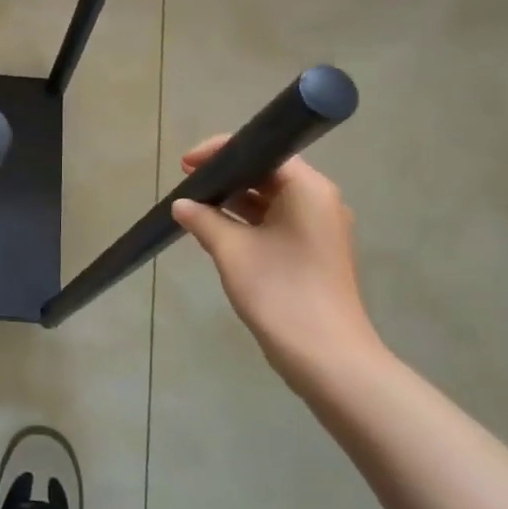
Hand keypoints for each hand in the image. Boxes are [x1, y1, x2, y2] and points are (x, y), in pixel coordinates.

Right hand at [171, 143, 386, 393]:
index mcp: (308, 189)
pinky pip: (276, 222)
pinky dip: (248, 222)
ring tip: (195, 207)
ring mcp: (319, 228)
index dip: (221, 152)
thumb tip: (181, 205)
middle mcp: (319, 201)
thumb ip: (204, 219)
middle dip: (226, 177)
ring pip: (270, 200)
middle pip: (267, 173)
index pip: (262, 151)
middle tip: (187, 182)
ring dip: (234, 201)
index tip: (186, 164)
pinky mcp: (314, 252)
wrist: (326, 357)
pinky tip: (217, 231)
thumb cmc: (280, 292)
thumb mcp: (232, 250)